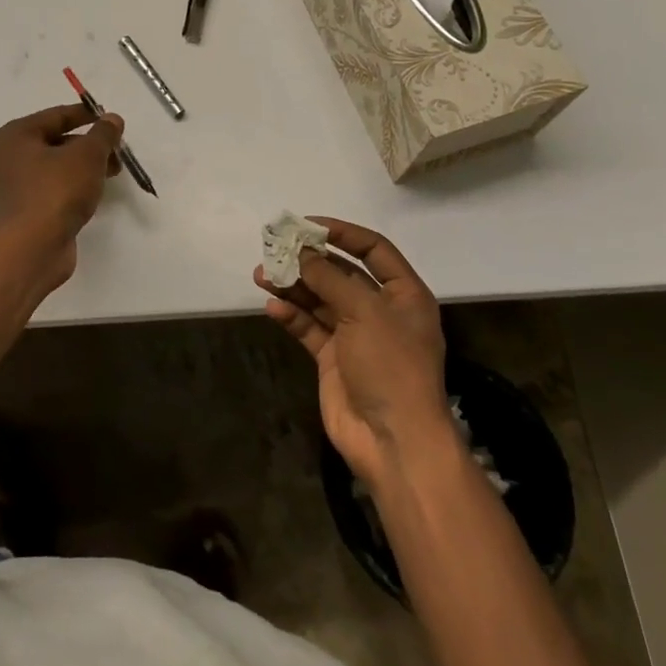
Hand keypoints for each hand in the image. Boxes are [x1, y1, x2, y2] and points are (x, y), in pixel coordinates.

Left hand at [0, 103, 122, 287]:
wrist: (30, 250)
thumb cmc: (55, 191)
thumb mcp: (88, 155)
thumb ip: (103, 134)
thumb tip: (112, 119)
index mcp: (13, 136)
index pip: (55, 116)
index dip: (85, 115)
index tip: (108, 119)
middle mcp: (3, 159)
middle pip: (52, 143)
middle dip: (86, 146)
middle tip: (114, 152)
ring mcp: (6, 190)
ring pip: (50, 170)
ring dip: (80, 169)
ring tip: (109, 175)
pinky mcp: (16, 216)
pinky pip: (46, 193)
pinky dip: (67, 190)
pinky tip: (89, 197)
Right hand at [254, 218, 451, 488]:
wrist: (393, 440)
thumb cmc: (390, 366)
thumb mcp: (365, 312)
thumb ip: (329, 278)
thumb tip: (300, 252)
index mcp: (404, 294)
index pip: (374, 249)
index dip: (342, 233)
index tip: (307, 225)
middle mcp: (380, 310)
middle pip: (341, 273)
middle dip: (308, 261)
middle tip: (274, 248)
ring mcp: (355, 336)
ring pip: (319, 300)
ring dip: (293, 286)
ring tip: (262, 274)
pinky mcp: (333, 359)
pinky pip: (309, 328)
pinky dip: (291, 316)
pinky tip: (271, 307)